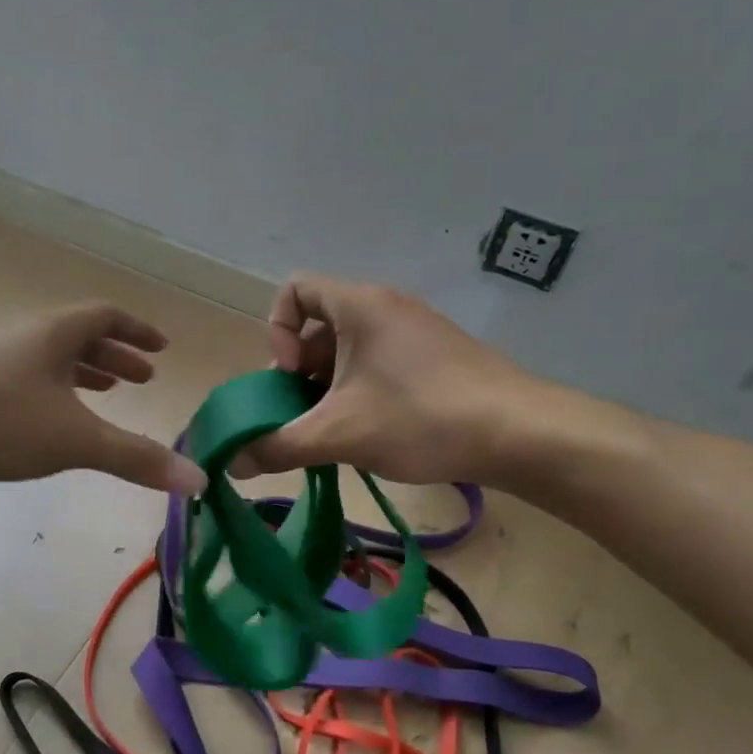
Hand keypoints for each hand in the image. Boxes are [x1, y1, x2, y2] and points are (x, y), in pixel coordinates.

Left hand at [0, 302, 205, 493]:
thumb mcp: (74, 439)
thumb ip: (135, 458)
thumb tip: (198, 479)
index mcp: (53, 335)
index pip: (106, 317)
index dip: (138, 332)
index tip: (162, 349)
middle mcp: (23, 339)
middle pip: (78, 337)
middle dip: (114, 357)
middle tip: (141, 379)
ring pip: (47, 360)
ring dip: (81, 374)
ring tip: (104, 394)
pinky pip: (22, 381)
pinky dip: (49, 394)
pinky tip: (45, 422)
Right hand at [237, 274, 595, 489]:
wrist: (520, 433)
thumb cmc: (420, 418)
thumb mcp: (338, 434)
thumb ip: (278, 446)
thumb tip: (232, 463)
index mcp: (359, 305)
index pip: (293, 290)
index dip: (277, 331)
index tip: (289, 376)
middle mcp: (386, 307)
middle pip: (319, 326)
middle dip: (300, 373)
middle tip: (304, 416)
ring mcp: (416, 331)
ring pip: (350, 349)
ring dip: (329, 388)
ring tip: (336, 432)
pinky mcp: (438, 357)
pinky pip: (380, 362)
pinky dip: (362, 391)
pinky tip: (372, 433)